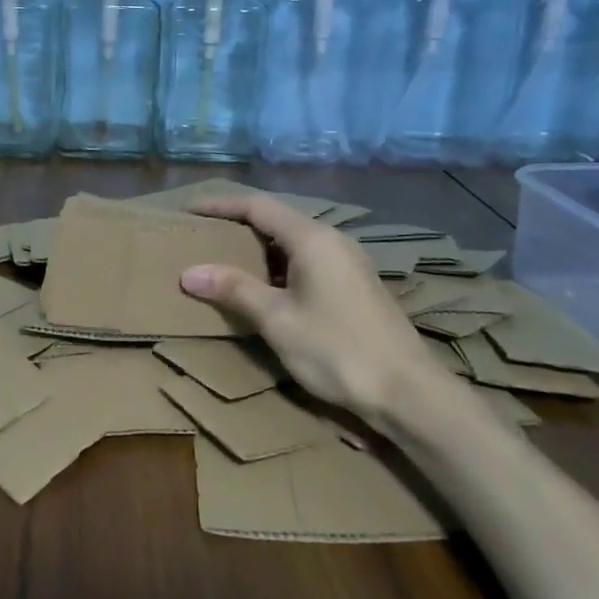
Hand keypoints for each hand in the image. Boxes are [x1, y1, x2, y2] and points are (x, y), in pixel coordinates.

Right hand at [179, 195, 450, 429]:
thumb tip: (189, 272)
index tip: (189, 210)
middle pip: (277, 219)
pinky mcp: (355, 285)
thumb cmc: (337, 350)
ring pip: (293, 241)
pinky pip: (308, 259)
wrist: (409, 393)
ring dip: (258, 246)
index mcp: (312, 239)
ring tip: (225, 259)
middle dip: (237, 224)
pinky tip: (265, 287)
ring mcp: (348, 262)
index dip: (220, 205)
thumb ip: (234, 289)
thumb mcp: (277, 320)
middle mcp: (333, 240)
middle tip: (203, 235)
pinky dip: (278, 264)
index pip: (257, 207)